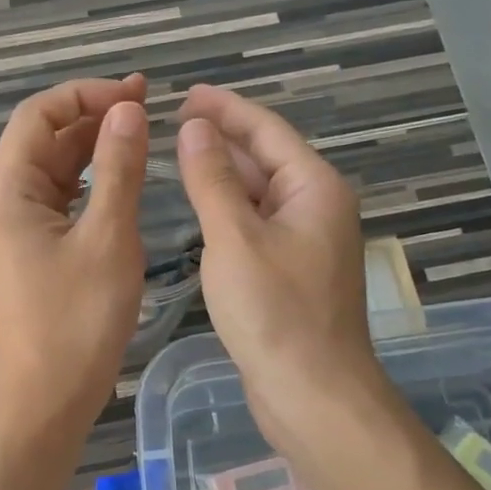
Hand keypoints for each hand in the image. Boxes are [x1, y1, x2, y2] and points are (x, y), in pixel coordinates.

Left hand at [0, 75, 149, 441]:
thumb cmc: (77, 320)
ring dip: (94, 148)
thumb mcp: (109, 238)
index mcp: (8, 190)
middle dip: (93, 116)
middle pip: (44, 138)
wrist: (46, 397)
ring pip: (54, 169)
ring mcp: (14, 227)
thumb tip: (128, 109)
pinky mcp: (31, 249)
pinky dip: (90, 182)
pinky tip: (123, 179)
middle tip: (150, 107)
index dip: (86, 94)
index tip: (138, 93)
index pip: (39, 115)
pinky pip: (59, 199)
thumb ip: (119, 168)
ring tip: (143, 135)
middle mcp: (3, 200)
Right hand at [174, 84, 387, 454]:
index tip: (185, 94)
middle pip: (266, 158)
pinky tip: (200, 209)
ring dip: (224, 174)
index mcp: (314, 188)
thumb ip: (211, 179)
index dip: (225, 108)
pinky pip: (256, 224)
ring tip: (179, 155)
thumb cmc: (275, 313)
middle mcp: (317, 208)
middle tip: (173, 121)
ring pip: (260, 194)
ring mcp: (306, 242)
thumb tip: (194, 127)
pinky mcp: (291, 272)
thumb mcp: (234, 239)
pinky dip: (228, 210)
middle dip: (223, 137)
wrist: (313, 395)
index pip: (267, 130)